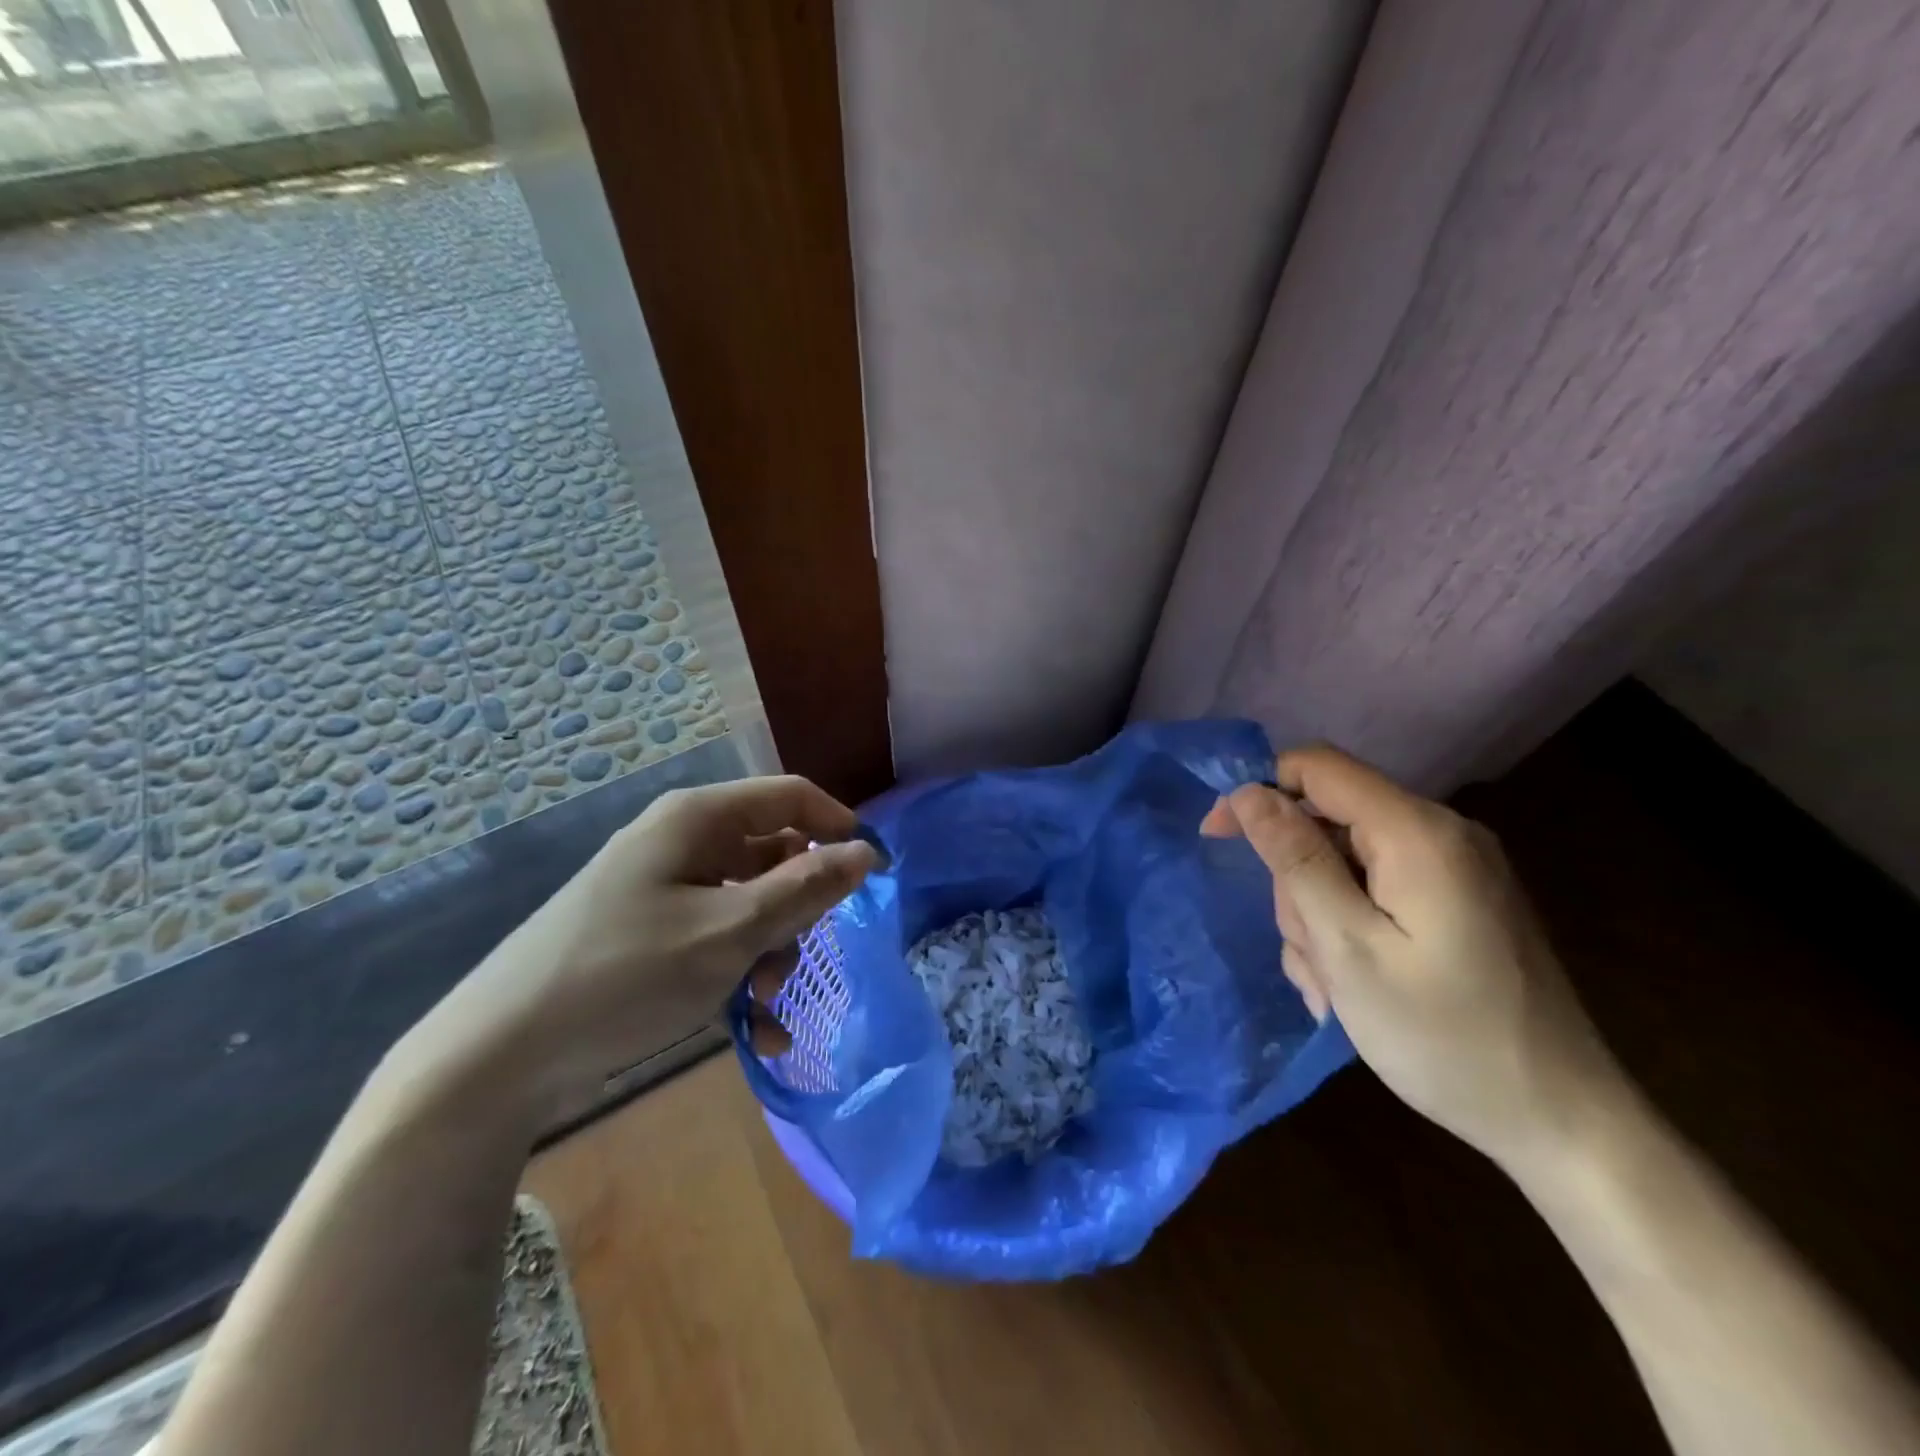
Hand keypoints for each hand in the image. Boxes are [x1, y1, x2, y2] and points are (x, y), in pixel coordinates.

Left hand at [395, 776, 878, 1122]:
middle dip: (798, 909)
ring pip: (750, 905)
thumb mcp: (729, 932)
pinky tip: (758, 1033)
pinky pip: (716, 941)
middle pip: (773, 856)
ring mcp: (663, 891)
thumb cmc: (625, 975)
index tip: (874, 875)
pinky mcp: (650, 936)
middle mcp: (682, 844)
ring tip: (767, 1003)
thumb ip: (805, 890)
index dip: (839, 828)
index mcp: (698, 820)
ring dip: (772, 952)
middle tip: (800, 956)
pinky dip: (741, 977)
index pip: (791, 797)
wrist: (497, 1055)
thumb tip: (865, 853)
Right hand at [1201, 746, 1624, 1172]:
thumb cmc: (1443, 1037)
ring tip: (1335, 984)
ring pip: (1343, 861)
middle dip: (1297, 881)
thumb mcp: (1348, 948)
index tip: (1217, 838)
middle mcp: (1441, 833)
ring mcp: (1454, 868)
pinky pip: (1375, 889)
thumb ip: (1295, 860)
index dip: (1258, 791)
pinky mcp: (1457, 901)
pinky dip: (1349, 927)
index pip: (1316, 768)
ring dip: (1319, 916)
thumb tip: (1248, 792)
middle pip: (1327, 821)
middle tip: (1311, 954)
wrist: (1560, 1122)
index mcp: (1418, 833)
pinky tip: (1356, 985)